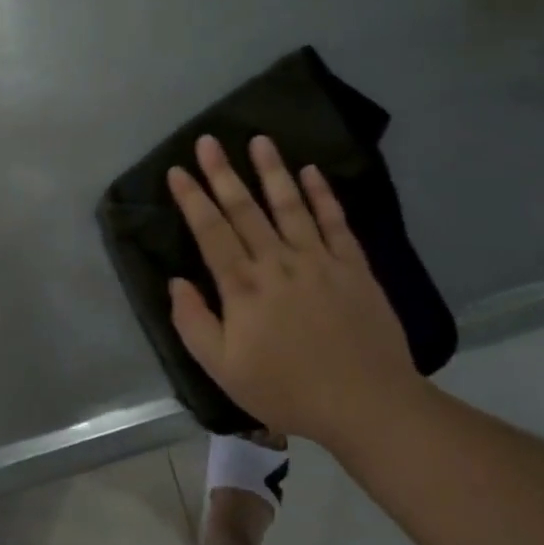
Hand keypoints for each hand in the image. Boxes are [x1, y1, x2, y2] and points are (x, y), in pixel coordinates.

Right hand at [168, 135, 420, 442]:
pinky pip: (336, 222)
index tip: (178, 171)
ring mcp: (319, 261)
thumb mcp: (223, 368)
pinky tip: (312, 172)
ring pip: (290, 206)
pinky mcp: (353, 267)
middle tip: (209, 140)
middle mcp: (277, 263)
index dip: (192, 199)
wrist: (367, 404)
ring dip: (273, 171)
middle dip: (223, 173)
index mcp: (243, 287)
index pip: (210, 232)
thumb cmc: (287, 389)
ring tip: (260, 140)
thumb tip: (176, 282)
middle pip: (245, 210)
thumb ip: (193, 322)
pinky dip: (323, 195)